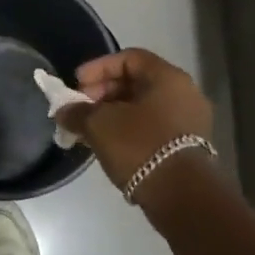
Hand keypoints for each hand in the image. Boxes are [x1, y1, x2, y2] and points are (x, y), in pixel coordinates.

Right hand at [55, 49, 213, 193]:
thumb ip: (77, 112)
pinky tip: (109, 145)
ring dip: (114, 114)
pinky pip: (153, 127)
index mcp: (168, 77)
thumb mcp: (99, 124)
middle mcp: (185, 93)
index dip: (98, 67)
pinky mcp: (189, 147)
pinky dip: (129, 130)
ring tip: (89, 129)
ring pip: (144, 107)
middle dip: (103, 92)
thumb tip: (63, 111)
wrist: (181, 196)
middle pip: (137, 82)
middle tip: (80, 108)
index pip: (129, 58)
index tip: (77, 83)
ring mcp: (191, 121)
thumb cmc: (140, 146)